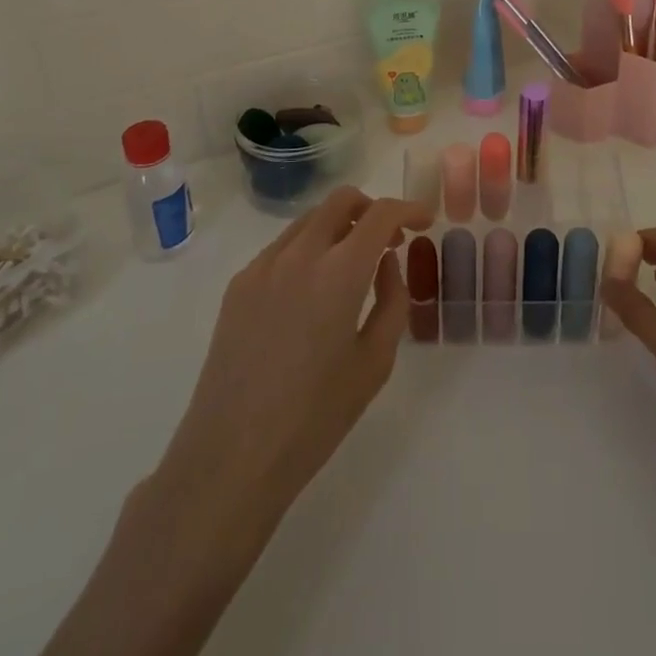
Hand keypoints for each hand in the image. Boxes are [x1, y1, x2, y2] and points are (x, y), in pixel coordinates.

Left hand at [156, 187, 432, 530]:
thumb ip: (391, 301)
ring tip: (353, 266)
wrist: (232, 455)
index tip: (423, 220)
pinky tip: (313, 292)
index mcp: (339, 272)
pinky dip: (309, 248)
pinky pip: (282, 246)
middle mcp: (299, 254)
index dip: (408, 209)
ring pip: (310, 219)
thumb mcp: (374, 362)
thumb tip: (386, 264)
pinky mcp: (238, 284)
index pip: (380, 214)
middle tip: (389, 241)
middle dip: (372, 209)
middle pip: (341, 200)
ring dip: (339, 226)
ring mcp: (263, 266)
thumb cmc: (315, 417)